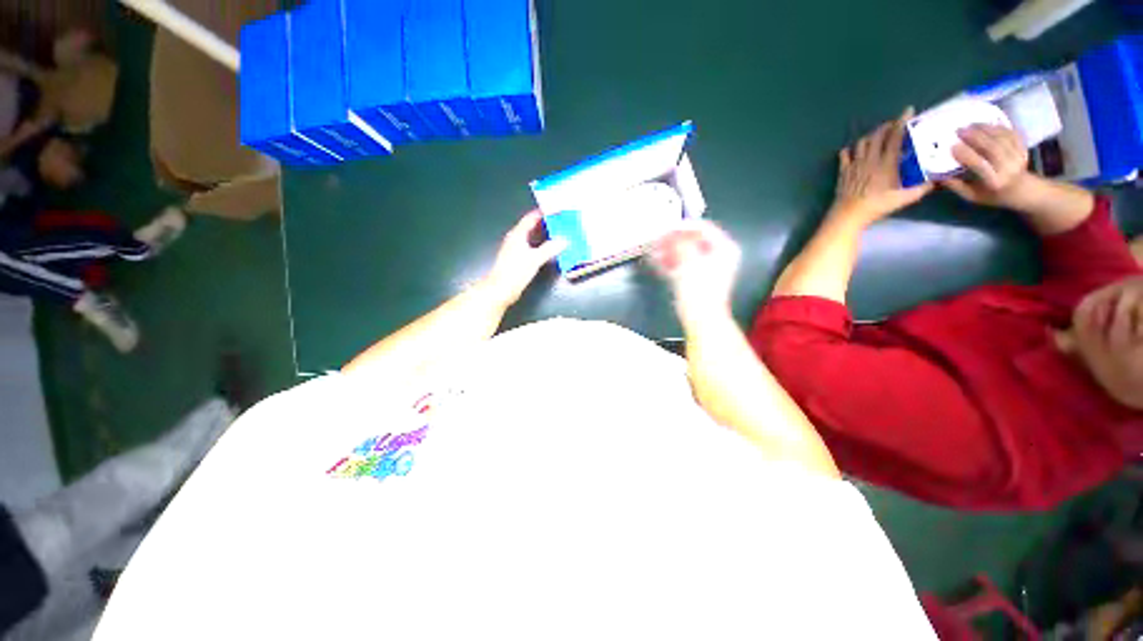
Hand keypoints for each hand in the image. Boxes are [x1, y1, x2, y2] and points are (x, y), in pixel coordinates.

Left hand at [482, 211, 567, 307]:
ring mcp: (516, 249)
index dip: (544, 212)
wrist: (500, 289)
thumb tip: (564, 240)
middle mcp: (515, 239)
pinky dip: (542, 245)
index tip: (557, 209)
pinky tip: (550, 249)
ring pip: (532, 237)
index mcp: (517, 235)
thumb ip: (550, 249)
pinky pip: (532, 247)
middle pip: (532, 226)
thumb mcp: (534, 259)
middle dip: (546, 223)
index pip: (531, 218)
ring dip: (544, 235)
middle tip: (561, 221)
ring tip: (559, 233)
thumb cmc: (515, 272)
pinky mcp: (518, 259)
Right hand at [650, 220, 741, 323]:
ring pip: (685, 252)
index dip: (683, 226)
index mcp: (724, 249)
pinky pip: (682, 264)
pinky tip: (657, 261)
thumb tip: (672, 232)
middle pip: (692, 240)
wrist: (701, 318)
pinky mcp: (696, 278)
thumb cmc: (700, 291)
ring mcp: (706, 268)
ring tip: (654, 250)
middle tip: (658, 239)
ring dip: (669, 250)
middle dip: (673, 240)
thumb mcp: (689, 262)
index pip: (703, 228)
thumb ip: (680, 243)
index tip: (666, 228)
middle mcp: (718, 256)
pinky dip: (670, 261)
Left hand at [831, 108, 933, 223]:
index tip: (908, 111)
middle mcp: (870, 159)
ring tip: (876, 137)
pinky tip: (852, 150)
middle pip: (877, 135)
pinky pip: (844, 156)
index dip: (902, 122)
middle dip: (886, 126)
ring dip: (870, 137)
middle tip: (893, 125)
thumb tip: (935, 181)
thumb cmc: (876, 206)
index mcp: (886, 163)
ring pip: (861, 143)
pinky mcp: (843, 171)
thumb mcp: (903, 199)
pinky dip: (849, 150)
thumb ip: (921, 189)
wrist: (848, 214)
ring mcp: (854, 164)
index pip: (895, 137)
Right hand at [942, 124, 1031, 207]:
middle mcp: (1009, 168)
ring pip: (1002, 138)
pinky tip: (987, 124)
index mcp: (995, 182)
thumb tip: (938, 176)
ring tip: (971, 124)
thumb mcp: (972, 196)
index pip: (980, 165)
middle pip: (992, 148)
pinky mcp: (1023, 148)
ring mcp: (1019, 156)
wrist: (1023, 191)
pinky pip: (1011, 134)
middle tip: (960, 130)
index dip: (966, 155)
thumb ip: (957, 186)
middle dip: (976, 137)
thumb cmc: (993, 195)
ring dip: (986, 129)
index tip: (952, 147)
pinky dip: (999, 127)